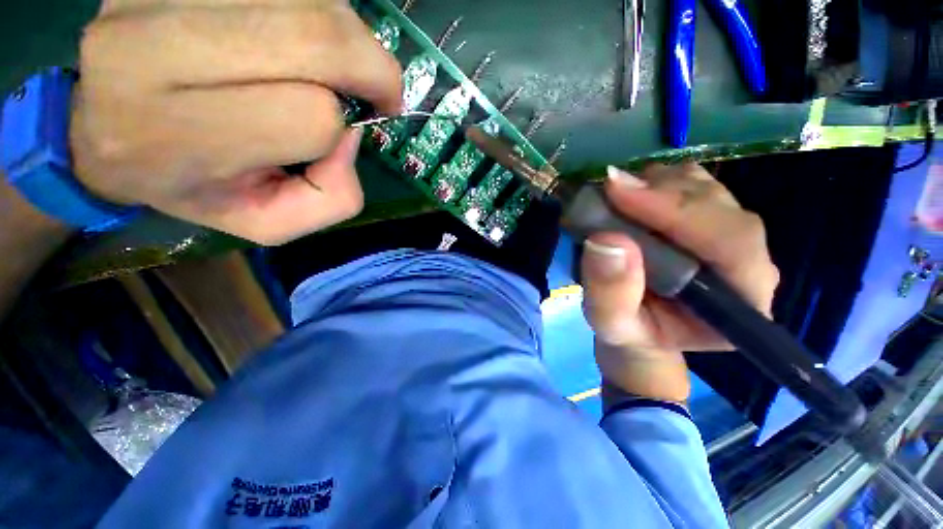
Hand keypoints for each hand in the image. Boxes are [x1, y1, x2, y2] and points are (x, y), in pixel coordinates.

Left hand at [70, 0, 401, 244]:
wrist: (102, 129)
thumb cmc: (189, 184)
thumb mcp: (269, 221)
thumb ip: (331, 199)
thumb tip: (352, 135)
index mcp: (181, 135)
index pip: (311, 116)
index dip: (341, 127)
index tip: (352, 130)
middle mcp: (155, 49)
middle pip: (316, 37)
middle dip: (372, 67)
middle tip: (380, 89)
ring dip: (343, 35)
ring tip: (332, 63)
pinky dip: (311, 8)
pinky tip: (296, 34)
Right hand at [581, 164, 778, 402]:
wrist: (640, 330)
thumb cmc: (630, 334)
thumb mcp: (611, 324)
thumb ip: (611, 293)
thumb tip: (606, 240)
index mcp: (741, 302)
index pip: (730, 242)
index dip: (677, 212)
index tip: (619, 194)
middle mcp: (748, 262)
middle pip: (720, 207)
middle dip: (662, 192)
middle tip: (609, 187)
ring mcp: (729, 237)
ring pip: (707, 189)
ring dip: (657, 184)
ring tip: (615, 194)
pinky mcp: (708, 221)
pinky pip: (691, 185)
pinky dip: (657, 181)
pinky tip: (629, 194)